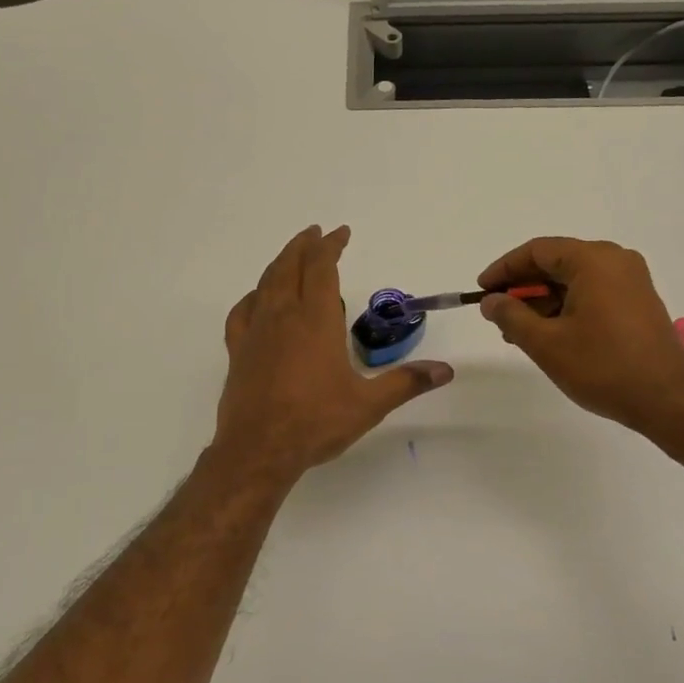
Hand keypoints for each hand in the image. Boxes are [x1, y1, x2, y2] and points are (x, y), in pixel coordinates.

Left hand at [213, 226, 452, 485]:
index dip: (331, 246)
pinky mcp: (237, 351)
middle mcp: (283, 317)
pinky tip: (258, 300)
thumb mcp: (369, 404)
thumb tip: (445, 370)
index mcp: (316, 321)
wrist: (258, 450)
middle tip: (315, 234)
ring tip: (291, 257)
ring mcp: (256, 333)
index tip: (340, 232)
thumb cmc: (316, 423)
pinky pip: (242, 312)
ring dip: (280, 264)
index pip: (322, 269)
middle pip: (291, 267)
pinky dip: (252, 297)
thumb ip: (406, 382)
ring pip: (266, 284)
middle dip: (304, 246)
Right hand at [478, 237, 683, 439]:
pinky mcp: (637, 302)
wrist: (667, 400)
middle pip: (556, 263)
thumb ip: (511, 316)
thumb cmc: (603, 367)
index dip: (503, 269)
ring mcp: (631, 281)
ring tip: (517, 332)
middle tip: (496, 314)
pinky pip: (592, 293)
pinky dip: (565, 307)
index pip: (537, 251)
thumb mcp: (546, 343)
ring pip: (573, 280)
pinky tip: (547, 334)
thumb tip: (490, 300)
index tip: (481, 291)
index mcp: (594, 260)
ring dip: (542, 301)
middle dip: (522, 288)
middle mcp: (615, 261)